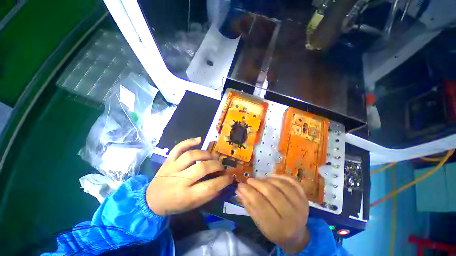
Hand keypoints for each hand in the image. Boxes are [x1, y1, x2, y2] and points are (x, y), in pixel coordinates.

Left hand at [146, 137, 232, 215]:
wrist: (151, 200)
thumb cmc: (174, 205)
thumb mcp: (192, 206)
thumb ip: (208, 195)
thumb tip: (222, 183)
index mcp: (185, 196)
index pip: (209, 187)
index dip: (223, 180)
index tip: (230, 176)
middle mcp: (179, 180)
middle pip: (202, 168)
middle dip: (216, 165)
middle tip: (221, 166)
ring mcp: (172, 168)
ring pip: (191, 155)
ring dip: (206, 154)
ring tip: (213, 156)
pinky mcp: (168, 160)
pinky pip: (178, 147)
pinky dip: (189, 141)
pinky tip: (199, 139)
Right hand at [236, 174, 309, 253]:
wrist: (296, 235)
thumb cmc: (274, 230)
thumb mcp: (260, 224)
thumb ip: (249, 205)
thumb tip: (239, 189)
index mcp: (278, 227)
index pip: (261, 205)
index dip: (249, 192)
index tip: (240, 185)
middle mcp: (292, 216)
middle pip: (272, 193)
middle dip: (257, 183)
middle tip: (249, 180)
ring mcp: (301, 205)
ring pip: (281, 185)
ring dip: (267, 179)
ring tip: (259, 180)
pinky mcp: (305, 197)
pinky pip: (292, 181)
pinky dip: (280, 176)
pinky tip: (271, 176)